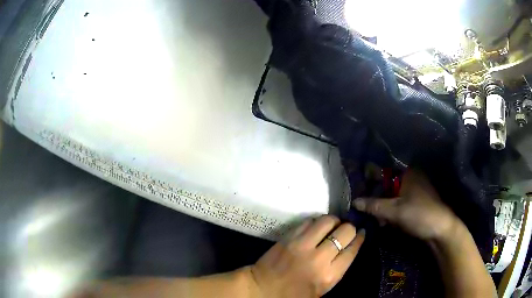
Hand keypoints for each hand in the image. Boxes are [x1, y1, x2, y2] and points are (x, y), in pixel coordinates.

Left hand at [247, 216, 364, 297]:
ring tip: (333, 225)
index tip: (362, 232)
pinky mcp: (289, 237)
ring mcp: (303, 245)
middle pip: (345, 232)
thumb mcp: (322, 289)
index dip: (360, 238)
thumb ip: (338, 268)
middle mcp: (319, 258)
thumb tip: (349, 247)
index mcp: (329, 275)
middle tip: (346, 230)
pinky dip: (316, 221)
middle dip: (349, 228)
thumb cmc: (294, 294)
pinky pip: (309, 221)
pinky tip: (316, 227)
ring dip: (334, 221)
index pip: (352, 249)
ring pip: (328, 221)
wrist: (262, 288)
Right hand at [352, 170, 458, 241]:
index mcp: (406, 173)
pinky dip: (392, 210)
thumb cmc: (419, 214)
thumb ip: (374, 205)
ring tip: (379, 221)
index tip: (357, 191)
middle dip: (376, 199)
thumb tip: (354, 201)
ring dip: (383, 207)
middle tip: (367, 212)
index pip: (382, 171)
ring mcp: (415, 189)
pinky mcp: (417, 200)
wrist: (441, 229)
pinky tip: (388, 222)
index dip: (368, 180)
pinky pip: (399, 202)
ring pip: (392, 195)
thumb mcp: (395, 211)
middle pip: (386, 185)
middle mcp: (410, 177)